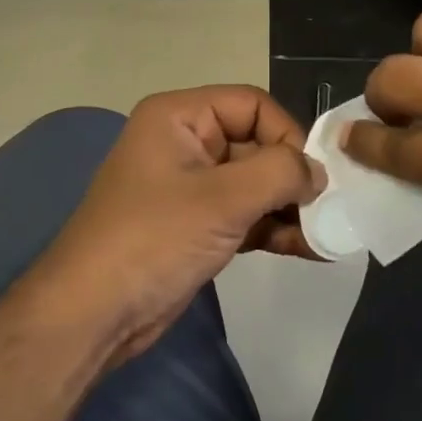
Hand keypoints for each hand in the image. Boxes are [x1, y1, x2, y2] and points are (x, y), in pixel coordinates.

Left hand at [23, 87, 324, 363]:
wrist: (92, 315)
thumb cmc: (154, 239)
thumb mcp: (223, 199)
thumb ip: (281, 173)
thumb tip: (319, 172)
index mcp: (180, 116)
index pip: (253, 105)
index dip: (287, 134)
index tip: (312, 177)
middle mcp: (186, 142)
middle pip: (257, 144)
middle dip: (293, 178)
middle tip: (328, 210)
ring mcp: (191, 187)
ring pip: (255, 183)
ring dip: (290, 207)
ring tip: (325, 235)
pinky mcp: (197, 225)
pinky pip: (245, 214)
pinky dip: (273, 228)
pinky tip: (309, 249)